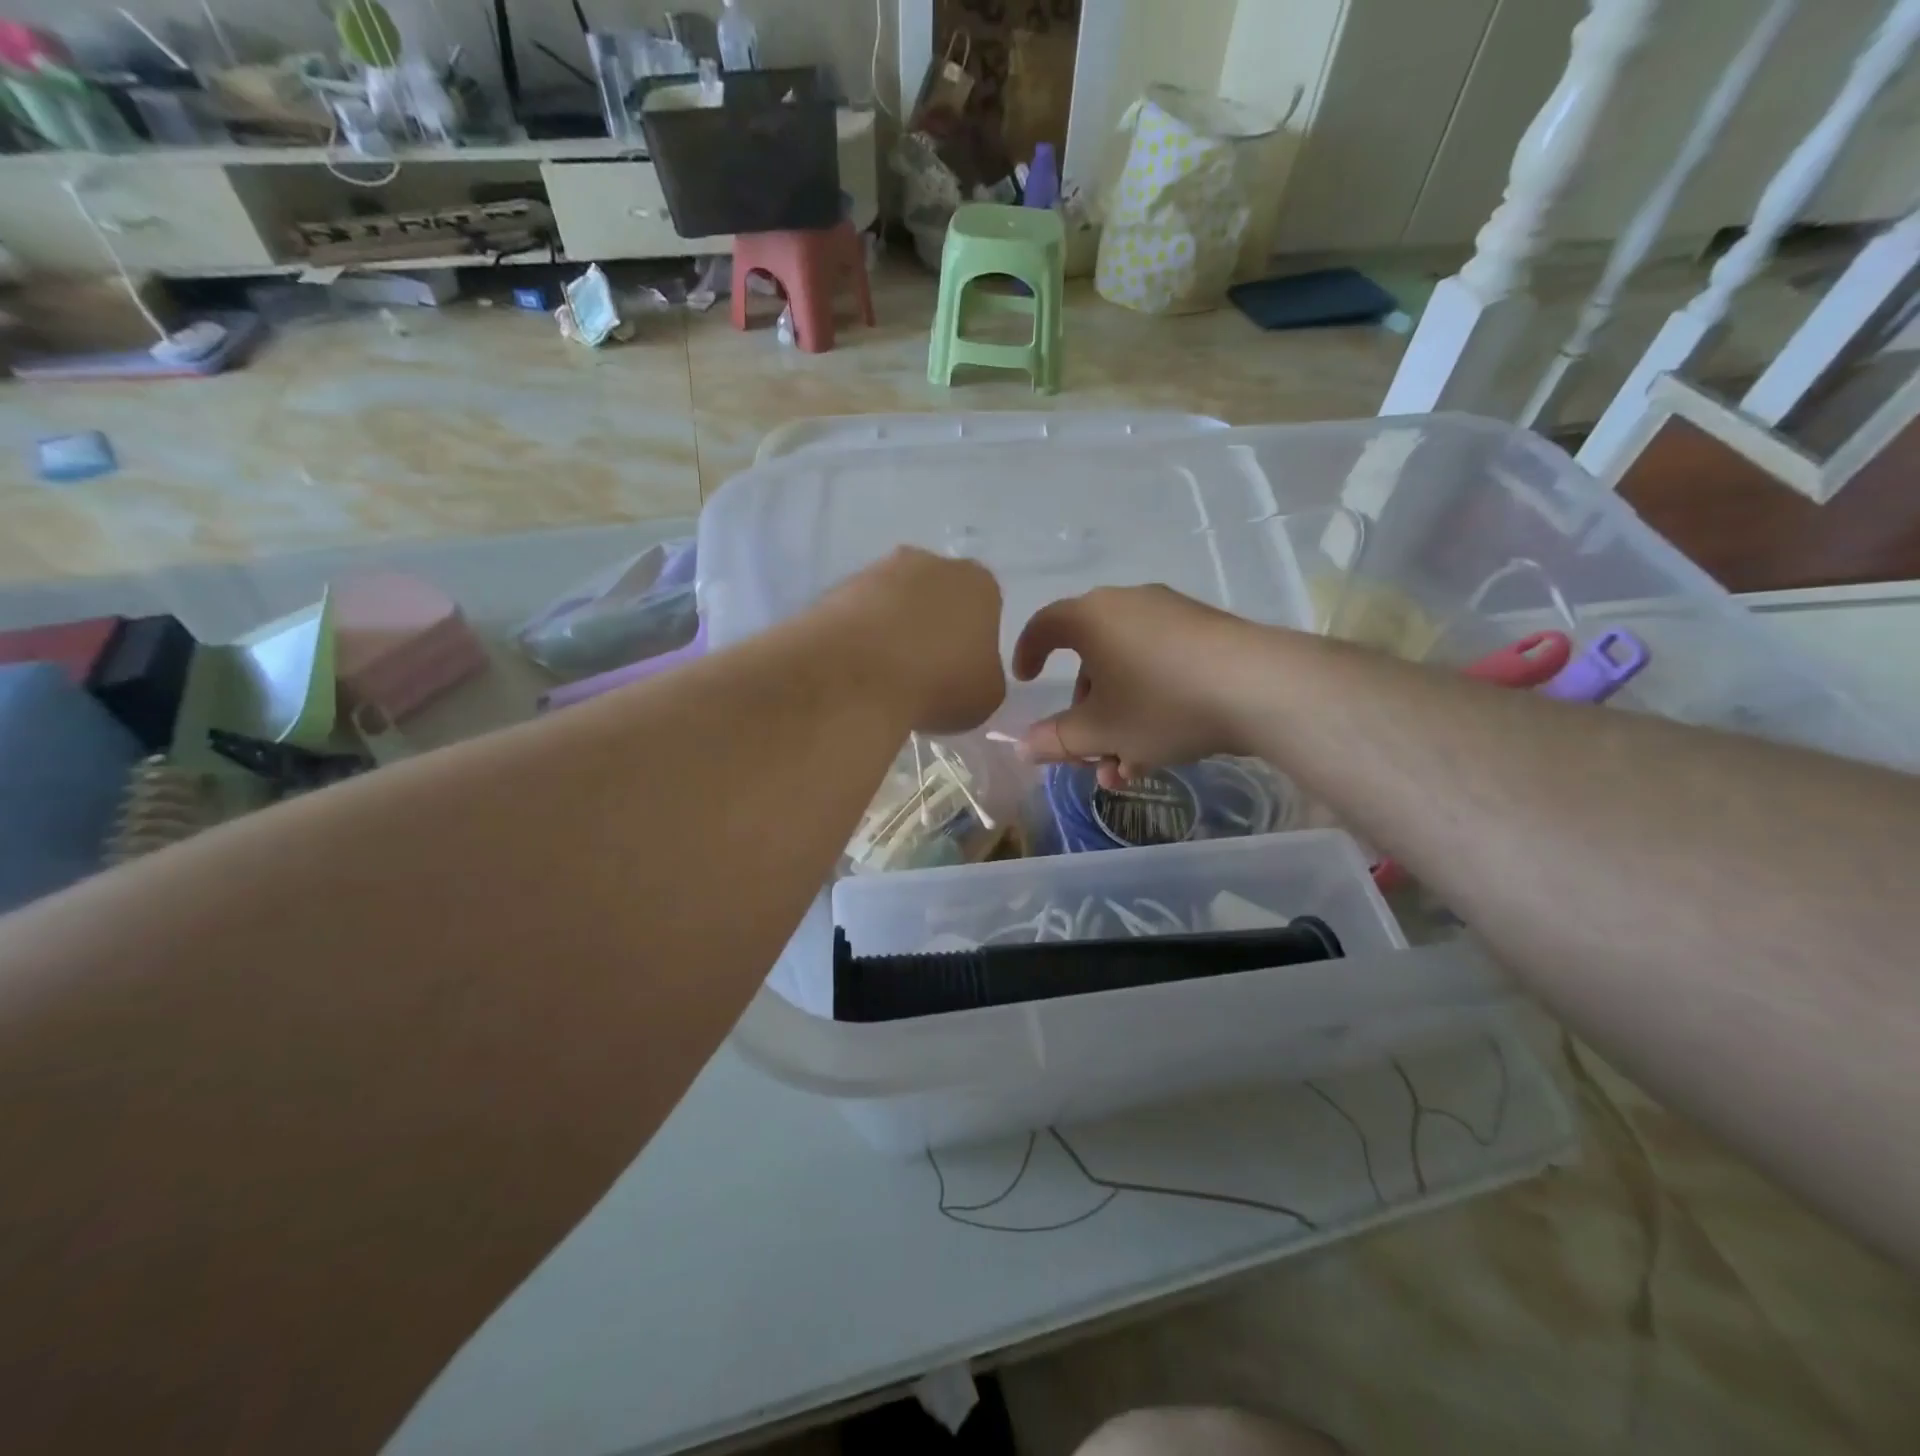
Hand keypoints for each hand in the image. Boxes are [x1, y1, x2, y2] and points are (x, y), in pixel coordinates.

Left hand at [826, 547, 1005, 733]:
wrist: (856, 676)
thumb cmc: (938, 683)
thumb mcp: (986, 696)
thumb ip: (984, 675)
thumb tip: (966, 673)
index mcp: (978, 583)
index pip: (985, 607)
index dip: (973, 641)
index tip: (960, 672)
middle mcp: (929, 562)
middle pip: (936, 596)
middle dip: (931, 627)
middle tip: (923, 672)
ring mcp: (877, 571)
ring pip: (893, 602)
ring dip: (892, 630)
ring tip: (884, 676)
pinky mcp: (836, 588)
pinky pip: (858, 614)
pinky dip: (859, 637)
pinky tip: (856, 669)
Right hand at [1012, 586, 1259, 788]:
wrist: (1260, 687)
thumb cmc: (1161, 703)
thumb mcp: (1101, 732)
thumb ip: (1056, 740)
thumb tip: (1022, 747)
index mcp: (1092, 617)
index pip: (1045, 625)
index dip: (1028, 653)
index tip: (1026, 681)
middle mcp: (1128, 606)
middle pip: (1091, 660)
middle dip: (1086, 716)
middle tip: (1090, 756)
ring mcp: (1172, 616)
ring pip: (1128, 671)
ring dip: (1118, 722)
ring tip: (1127, 770)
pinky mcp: (1207, 633)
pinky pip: (1161, 667)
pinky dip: (1150, 705)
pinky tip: (1160, 750)